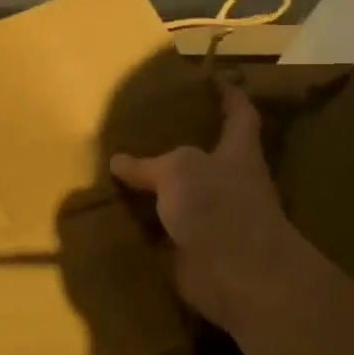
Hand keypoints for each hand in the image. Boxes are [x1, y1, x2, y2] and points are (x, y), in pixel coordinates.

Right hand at [109, 80, 303, 322]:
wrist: (239, 277)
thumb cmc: (219, 207)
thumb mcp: (178, 170)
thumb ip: (148, 164)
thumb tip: (118, 162)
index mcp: (237, 154)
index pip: (240, 115)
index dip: (231, 95)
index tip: (218, 77)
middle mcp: (229, 184)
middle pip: (207, 157)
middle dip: (182, 144)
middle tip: (148, 128)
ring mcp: (214, 220)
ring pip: (180, 196)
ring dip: (155, 190)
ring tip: (119, 172)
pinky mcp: (194, 251)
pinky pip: (162, 232)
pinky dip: (142, 227)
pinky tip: (113, 217)